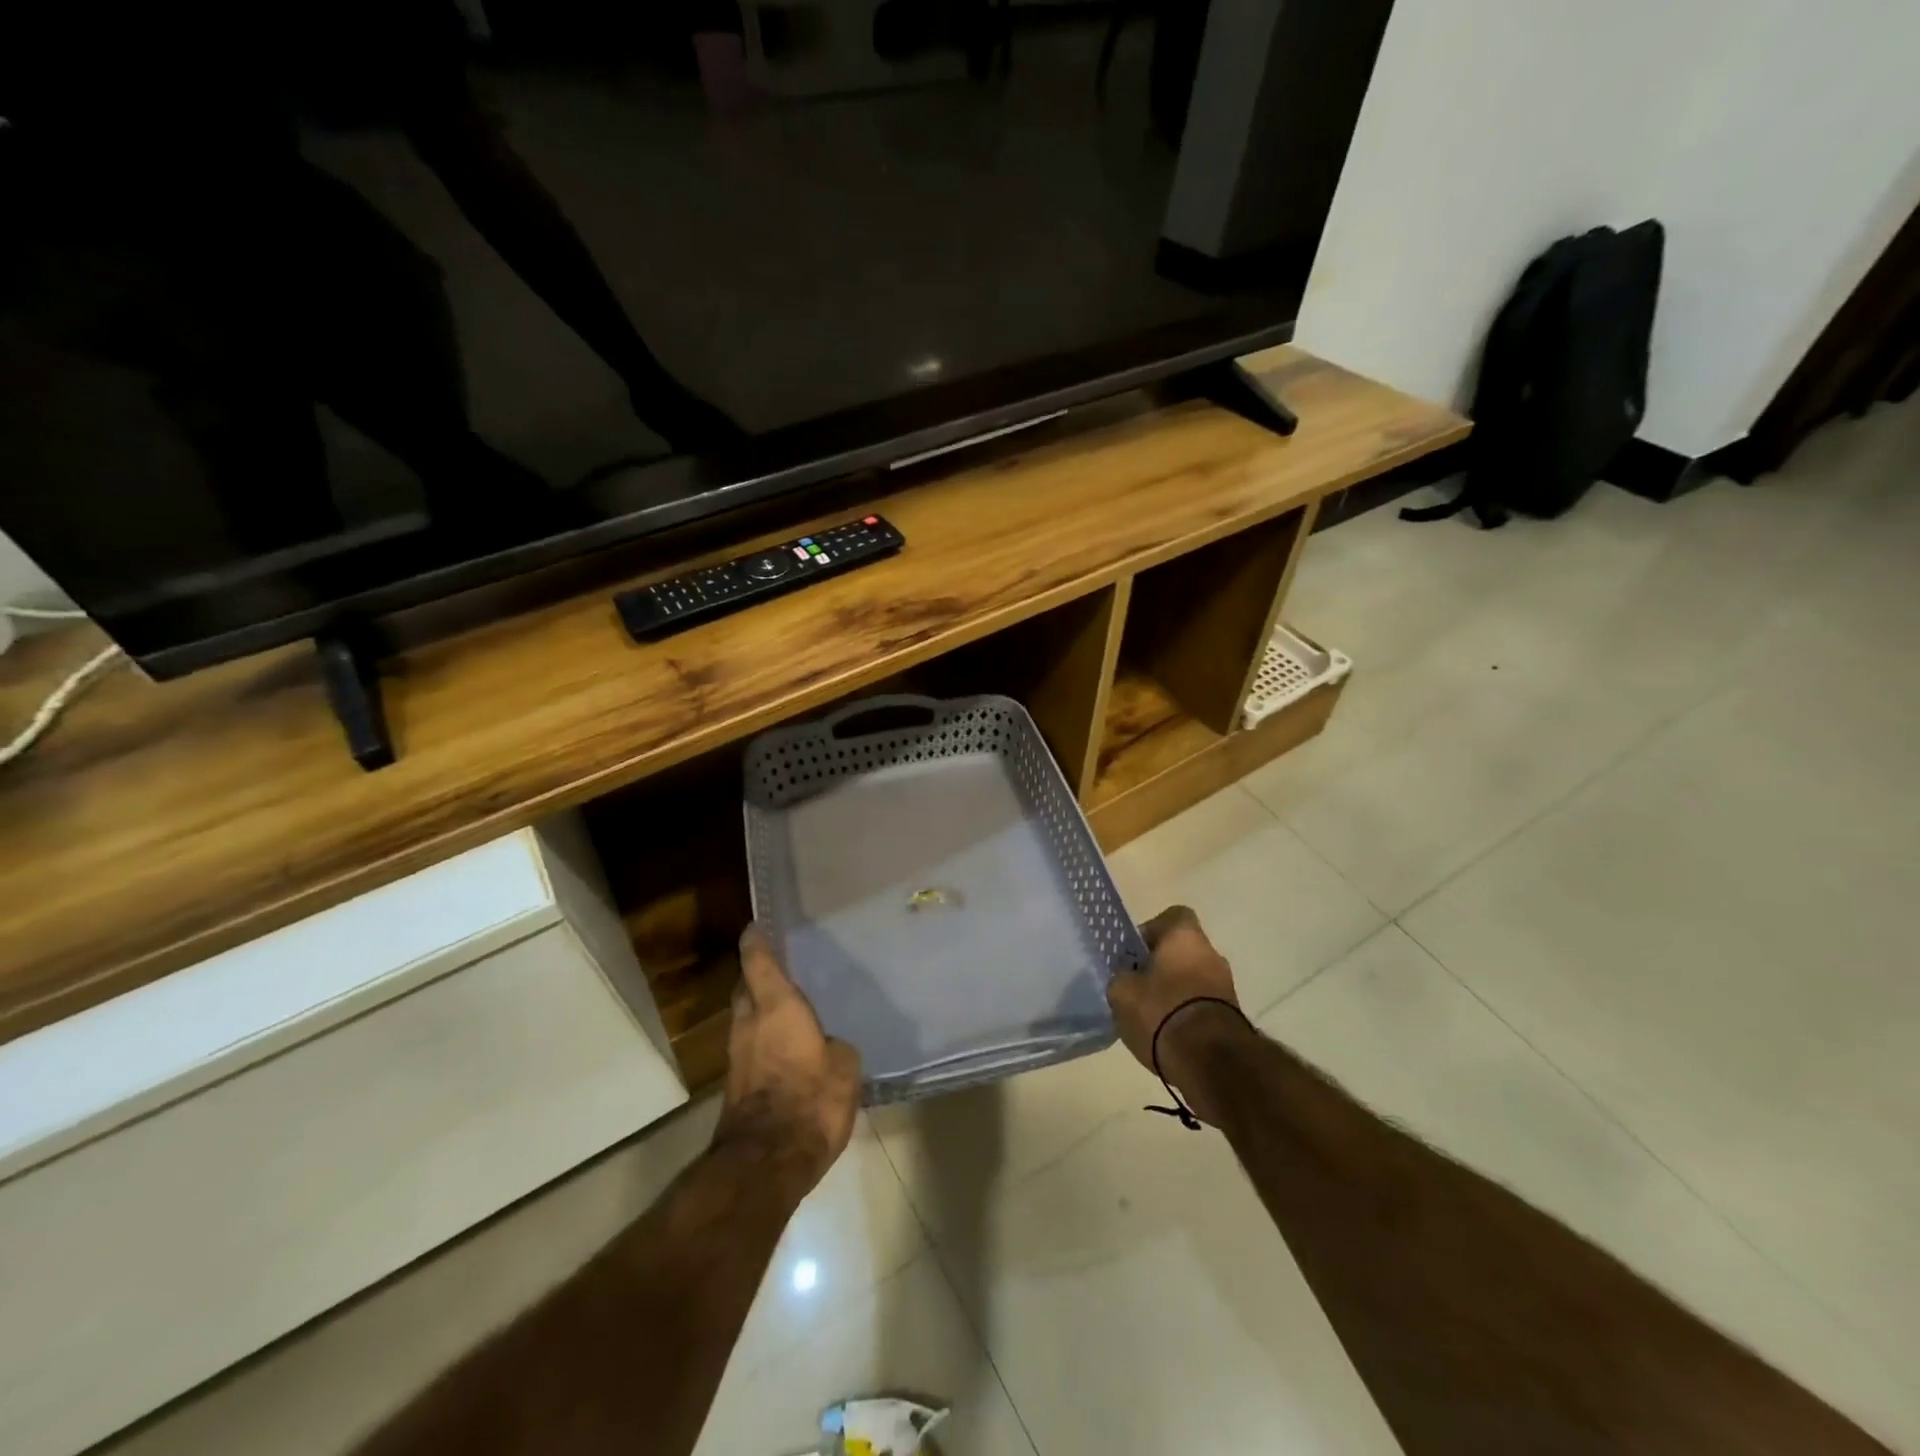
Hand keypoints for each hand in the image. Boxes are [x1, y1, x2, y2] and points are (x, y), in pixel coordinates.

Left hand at [714, 924, 861, 1195]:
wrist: (767, 1161)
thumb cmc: (811, 1099)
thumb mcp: (845, 1067)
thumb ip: (836, 1047)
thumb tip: (829, 1046)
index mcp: (776, 1006)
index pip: (758, 962)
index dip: (756, 942)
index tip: (755, 926)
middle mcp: (750, 1023)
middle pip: (745, 989)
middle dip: (756, 976)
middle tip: (779, 969)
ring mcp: (738, 1055)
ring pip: (745, 1019)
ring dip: (758, 1010)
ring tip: (786, 1007)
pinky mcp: (736, 1085)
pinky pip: (750, 1047)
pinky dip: (763, 1040)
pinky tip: (785, 1047)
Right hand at [1107, 905, 1247, 1125]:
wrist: (1211, 1062)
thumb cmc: (1162, 1012)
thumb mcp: (1122, 992)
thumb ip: (1122, 977)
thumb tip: (1127, 976)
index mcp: (1186, 936)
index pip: (1173, 916)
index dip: (1151, 931)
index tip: (1135, 953)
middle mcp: (1212, 954)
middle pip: (1182, 950)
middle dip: (1161, 966)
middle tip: (1138, 987)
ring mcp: (1226, 986)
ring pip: (1193, 979)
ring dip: (1175, 992)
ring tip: (1151, 1016)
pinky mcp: (1233, 1016)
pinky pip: (1202, 1005)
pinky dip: (1186, 1014)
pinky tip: (1168, 1035)